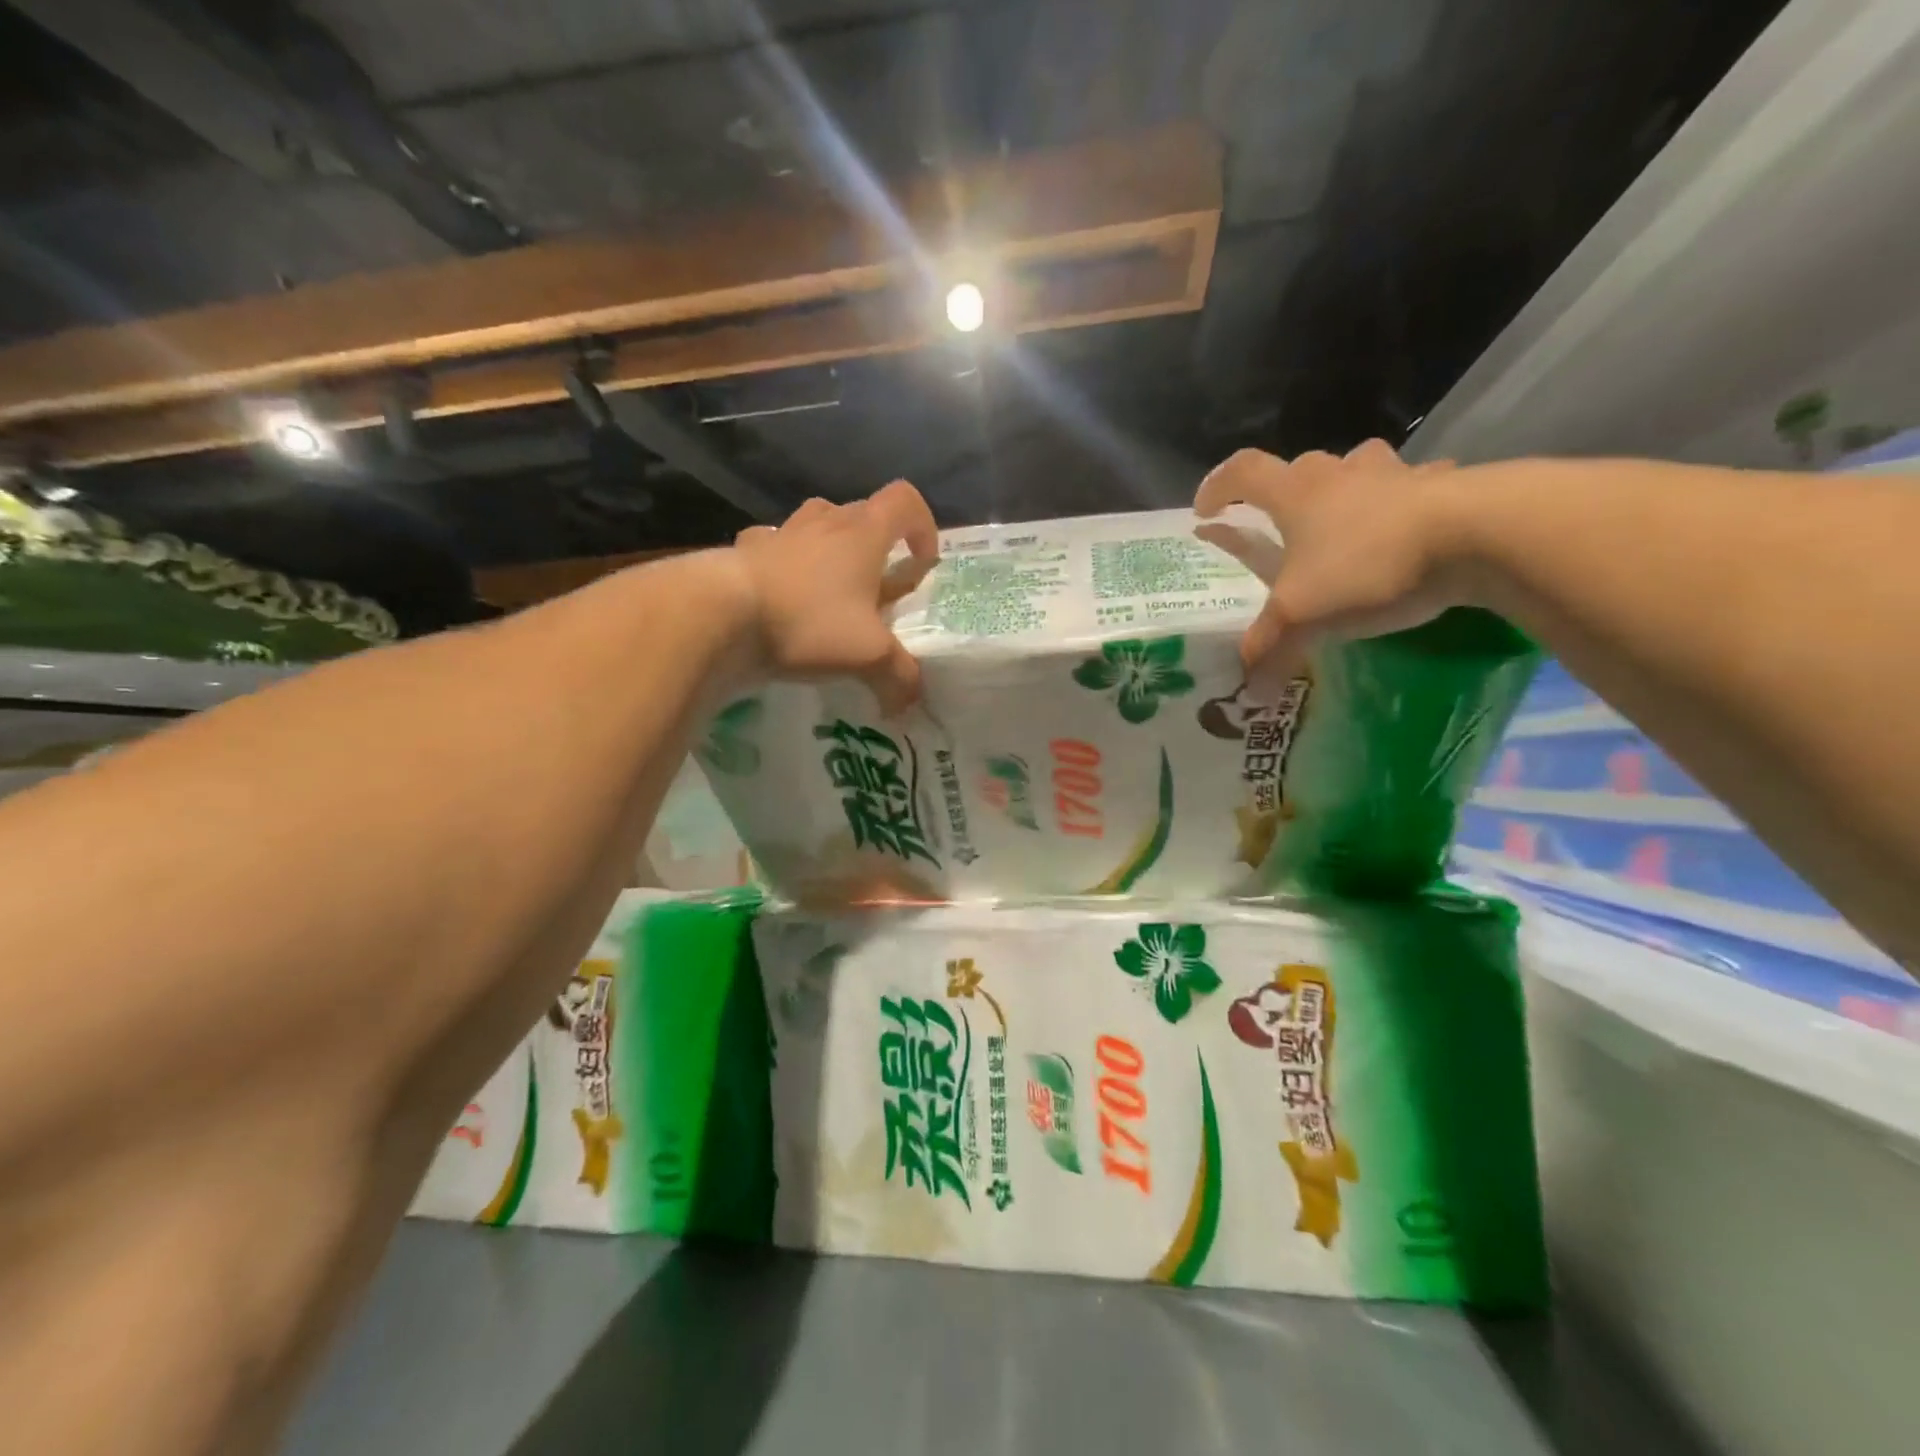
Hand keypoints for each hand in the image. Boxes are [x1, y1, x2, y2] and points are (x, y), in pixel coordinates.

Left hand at [731, 480, 940, 712]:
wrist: (721, 615)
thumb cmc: (808, 623)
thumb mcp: (868, 656)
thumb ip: (898, 677)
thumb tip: (908, 703)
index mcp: (862, 534)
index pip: (904, 501)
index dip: (922, 526)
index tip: (921, 565)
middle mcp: (824, 522)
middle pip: (862, 514)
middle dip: (877, 547)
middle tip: (877, 589)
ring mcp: (781, 533)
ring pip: (817, 524)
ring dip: (831, 548)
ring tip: (830, 589)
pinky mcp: (746, 551)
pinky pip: (773, 546)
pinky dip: (784, 563)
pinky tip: (782, 593)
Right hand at [1195, 441, 1465, 685]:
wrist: (1475, 536)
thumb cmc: (1366, 566)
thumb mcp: (1303, 615)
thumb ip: (1270, 647)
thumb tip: (1249, 691)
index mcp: (1296, 494)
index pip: (1243, 471)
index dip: (1218, 486)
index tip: (1206, 511)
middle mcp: (1339, 474)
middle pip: (1300, 467)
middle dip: (1285, 492)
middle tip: (1284, 526)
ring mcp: (1394, 474)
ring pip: (1359, 467)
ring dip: (1346, 488)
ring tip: (1346, 521)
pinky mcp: (1443, 485)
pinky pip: (1415, 486)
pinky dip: (1404, 503)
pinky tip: (1410, 530)